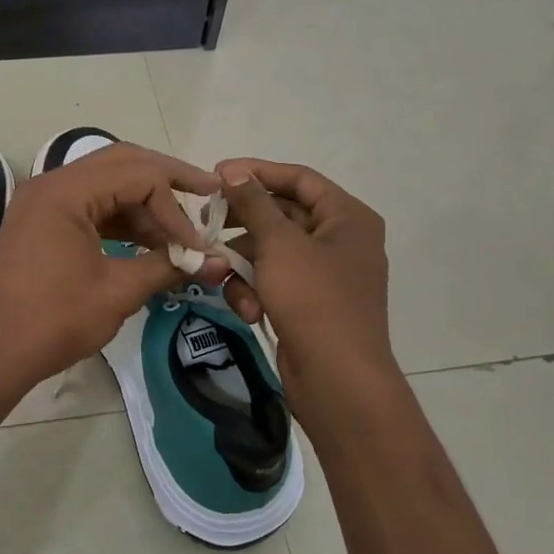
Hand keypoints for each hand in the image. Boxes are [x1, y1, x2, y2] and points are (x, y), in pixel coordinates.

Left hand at [0, 143, 230, 402]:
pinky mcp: (42, 221)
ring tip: (179, 229)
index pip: (139, 175)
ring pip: (106, 182)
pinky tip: (148, 240)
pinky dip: (121, 217)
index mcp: (66, 191)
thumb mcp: (117, 292)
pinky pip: (90, 204)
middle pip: (122, 162)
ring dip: (144, 201)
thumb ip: (167, 266)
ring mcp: (44, 201)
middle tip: (207, 192)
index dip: (175, 207)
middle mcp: (52, 183)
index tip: (197, 245)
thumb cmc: (51, 322)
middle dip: (167, 179)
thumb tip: (217, 261)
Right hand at [213, 159, 399, 419]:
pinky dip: (257, 292)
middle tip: (206, 223)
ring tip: (222, 276)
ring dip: (244, 265)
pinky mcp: (309, 304)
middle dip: (243, 225)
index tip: (216, 173)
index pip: (299, 179)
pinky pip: (275, 282)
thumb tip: (233, 171)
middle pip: (282, 215)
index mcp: (347, 217)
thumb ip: (254, 203)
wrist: (338, 381)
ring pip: (272, 252)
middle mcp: (341, 240)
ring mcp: (326, 275)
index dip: (257, 172)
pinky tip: (249, 311)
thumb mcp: (279, 244)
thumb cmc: (314, 300)